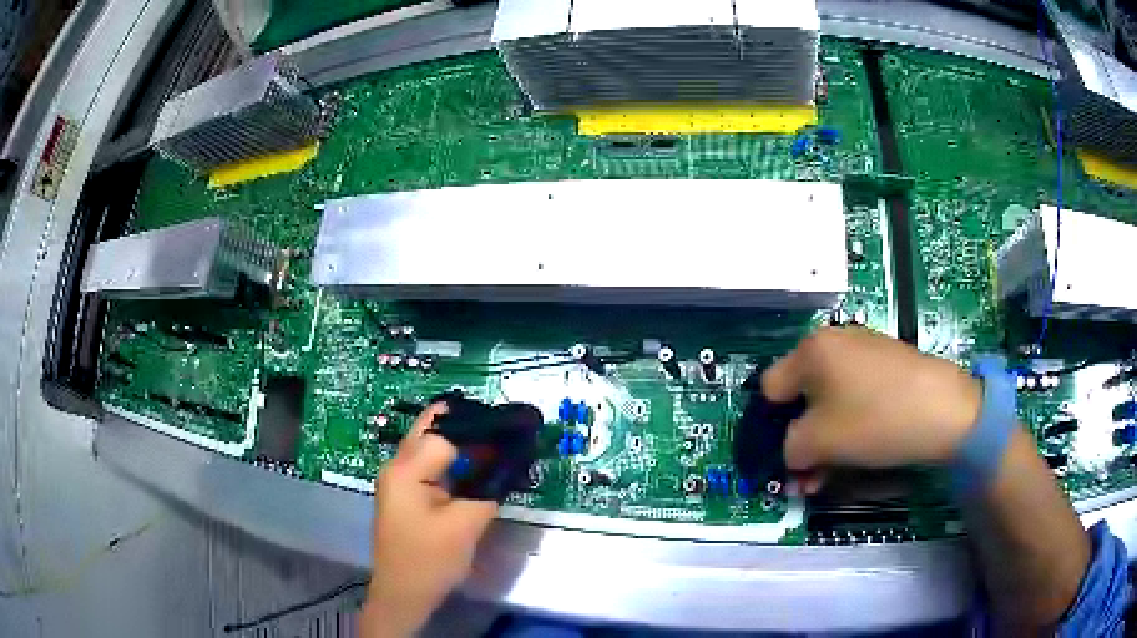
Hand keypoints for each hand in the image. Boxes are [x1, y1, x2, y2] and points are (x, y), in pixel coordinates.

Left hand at [362, 403, 497, 637]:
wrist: (404, 594)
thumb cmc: (430, 560)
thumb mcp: (466, 525)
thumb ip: (487, 489)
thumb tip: (507, 463)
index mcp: (405, 470)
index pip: (444, 433)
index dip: (477, 431)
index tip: (510, 431)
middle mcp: (397, 466)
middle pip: (431, 431)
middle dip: (467, 428)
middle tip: (504, 432)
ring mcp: (398, 479)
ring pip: (430, 446)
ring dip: (461, 444)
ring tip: (496, 446)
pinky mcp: (405, 493)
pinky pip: (430, 465)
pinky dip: (453, 462)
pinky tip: (477, 468)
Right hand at [762, 327, 981, 488]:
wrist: (945, 410)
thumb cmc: (875, 420)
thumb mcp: (820, 442)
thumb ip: (789, 449)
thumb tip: (792, 453)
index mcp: (811, 350)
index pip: (770, 389)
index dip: (771, 427)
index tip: (787, 457)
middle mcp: (834, 340)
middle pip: (803, 396)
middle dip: (802, 440)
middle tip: (809, 476)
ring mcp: (864, 349)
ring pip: (830, 399)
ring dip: (825, 437)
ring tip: (833, 473)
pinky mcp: (887, 362)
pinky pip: (855, 393)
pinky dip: (850, 421)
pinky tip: (861, 447)